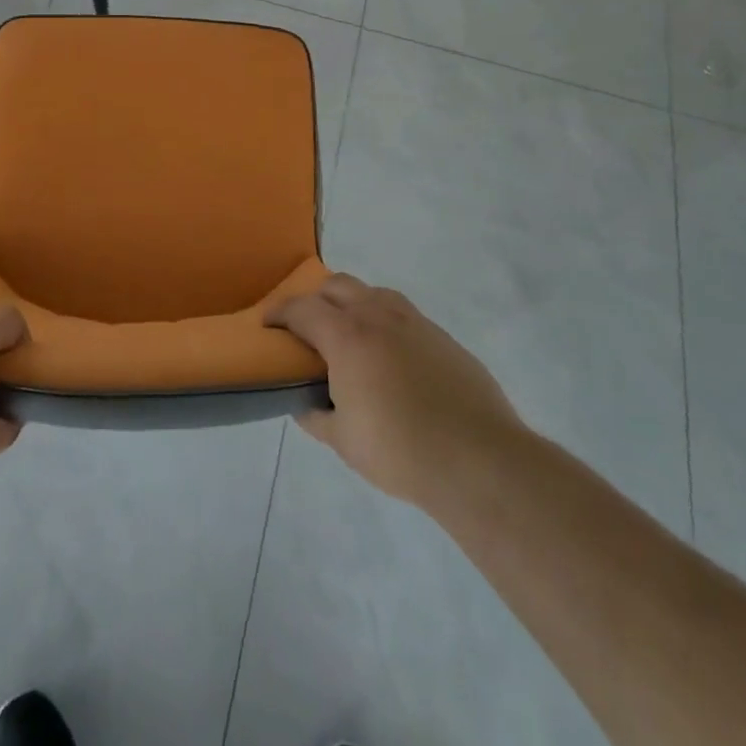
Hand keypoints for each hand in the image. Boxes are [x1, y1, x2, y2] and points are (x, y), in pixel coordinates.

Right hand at [267, 274, 523, 515]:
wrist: (478, 459)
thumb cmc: (400, 450)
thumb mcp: (343, 440)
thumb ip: (316, 416)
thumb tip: (303, 404)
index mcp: (347, 335)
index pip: (302, 308)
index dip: (279, 312)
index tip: (267, 324)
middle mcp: (379, 316)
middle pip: (338, 286)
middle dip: (316, 300)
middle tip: (309, 329)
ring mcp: (415, 322)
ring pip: (374, 294)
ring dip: (354, 305)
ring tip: (351, 338)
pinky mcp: (443, 338)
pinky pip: (405, 317)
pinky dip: (386, 325)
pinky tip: (391, 360)